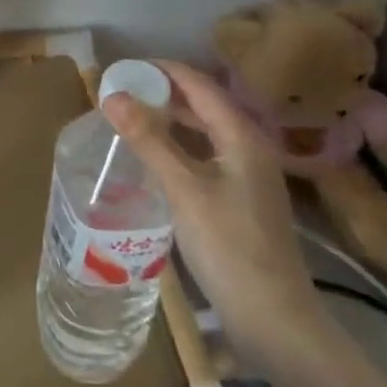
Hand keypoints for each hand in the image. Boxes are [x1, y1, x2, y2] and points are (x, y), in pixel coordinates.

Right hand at [101, 60, 324, 348]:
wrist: (274, 319)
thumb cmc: (229, 247)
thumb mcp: (184, 189)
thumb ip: (149, 140)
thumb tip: (112, 95)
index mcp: (241, 136)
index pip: (199, 84)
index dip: (162, 70)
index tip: (124, 67)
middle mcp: (249, 148)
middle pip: (203, 105)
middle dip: (163, 93)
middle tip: (120, 93)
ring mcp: (247, 176)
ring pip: (204, 132)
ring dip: (170, 120)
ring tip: (130, 118)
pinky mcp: (240, 200)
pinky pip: (204, 156)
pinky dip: (177, 147)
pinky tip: (153, 159)